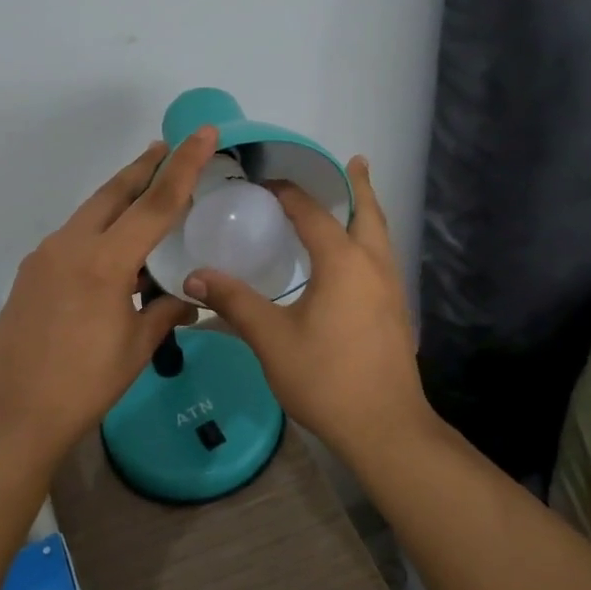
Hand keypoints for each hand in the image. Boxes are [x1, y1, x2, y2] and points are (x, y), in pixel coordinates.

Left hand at [0, 128, 217, 465]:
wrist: (8, 415)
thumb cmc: (82, 385)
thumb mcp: (135, 348)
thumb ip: (165, 313)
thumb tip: (186, 299)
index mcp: (105, 261)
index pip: (156, 202)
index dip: (184, 165)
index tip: (203, 132)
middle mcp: (71, 245)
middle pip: (114, 192)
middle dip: (144, 167)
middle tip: (167, 147)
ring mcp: (45, 257)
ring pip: (91, 212)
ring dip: (120, 198)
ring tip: (146, 193)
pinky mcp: (31, 273)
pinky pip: (74, 237)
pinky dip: (100, 229)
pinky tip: (114, 251)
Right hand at [184, 157, 432, 463]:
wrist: (386, 427)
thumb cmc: (326, 378)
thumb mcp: (272, 339)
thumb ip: (234, 303)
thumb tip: (194, 277)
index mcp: (343, 262)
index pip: (312, 212)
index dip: (288, 192)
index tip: (264, 182)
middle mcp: (373, 265)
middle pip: (368, 212)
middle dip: (358, 185)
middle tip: (352, 162)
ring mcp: (391, 289)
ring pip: (382, 235)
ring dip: (368, 212)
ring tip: (354, 201)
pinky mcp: (396, 311)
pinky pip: (383, 258)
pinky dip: (371, 240)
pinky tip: (353, 260)